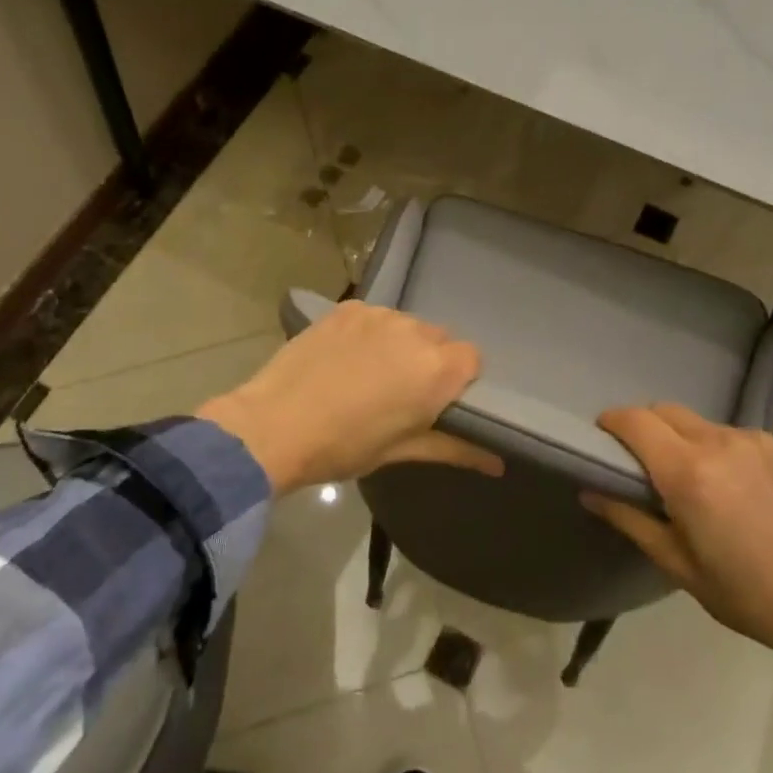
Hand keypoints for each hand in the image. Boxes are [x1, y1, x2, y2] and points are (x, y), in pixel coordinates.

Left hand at [196, 301, 502, 495]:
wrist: (273, 426)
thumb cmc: (344, 446)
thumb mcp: (401, 451)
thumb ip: (455, 448)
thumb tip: (498, 464)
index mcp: (436, 370)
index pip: (472, 358)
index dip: (458, 380)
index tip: (436, 401)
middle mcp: (414, 332)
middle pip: (439, 339)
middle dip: (428, 361)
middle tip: (399, 392)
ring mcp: (378, 315)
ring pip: (405, 326)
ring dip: (398, 345)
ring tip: (366, 374)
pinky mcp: (347, 308)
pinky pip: (374, 317)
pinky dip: (369, 334)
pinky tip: (344, 358)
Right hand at [582, 404, 772, 661]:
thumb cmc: (745, 592)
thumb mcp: (677, 564)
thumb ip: (629, 518)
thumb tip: (591, 491)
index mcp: (688, 472)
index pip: (635, 421)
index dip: (611, 422)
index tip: (602, 437)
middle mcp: (718, 442)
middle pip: (665, 411)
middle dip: (645, 427)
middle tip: (642, 464)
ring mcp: (753, 439)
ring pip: (699, 423)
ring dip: (683, 440)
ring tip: (695, 481)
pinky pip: (732, 434)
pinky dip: (718, 449)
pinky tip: (734, 486)